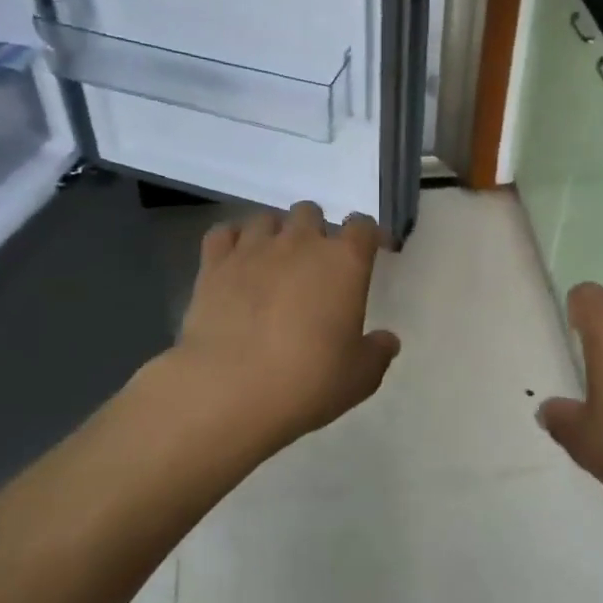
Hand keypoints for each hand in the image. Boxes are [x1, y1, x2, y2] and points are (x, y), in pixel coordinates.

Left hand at [171, 202, 399, 453]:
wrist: (229, 390)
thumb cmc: (306, 381)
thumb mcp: (359, 377)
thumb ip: (377, 352)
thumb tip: (387, 340)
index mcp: (344, 262)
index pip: (362, 226)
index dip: (367, 236)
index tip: (370, 252)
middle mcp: (300, 242)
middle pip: (310, 212)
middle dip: (315, 231)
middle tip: (313, 264)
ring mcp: (254, 248)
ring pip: (267, 218)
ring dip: (274, 234)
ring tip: (272, 261)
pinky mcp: (215, 263)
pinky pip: (223, 232)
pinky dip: (231, 241)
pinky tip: (234, 261)